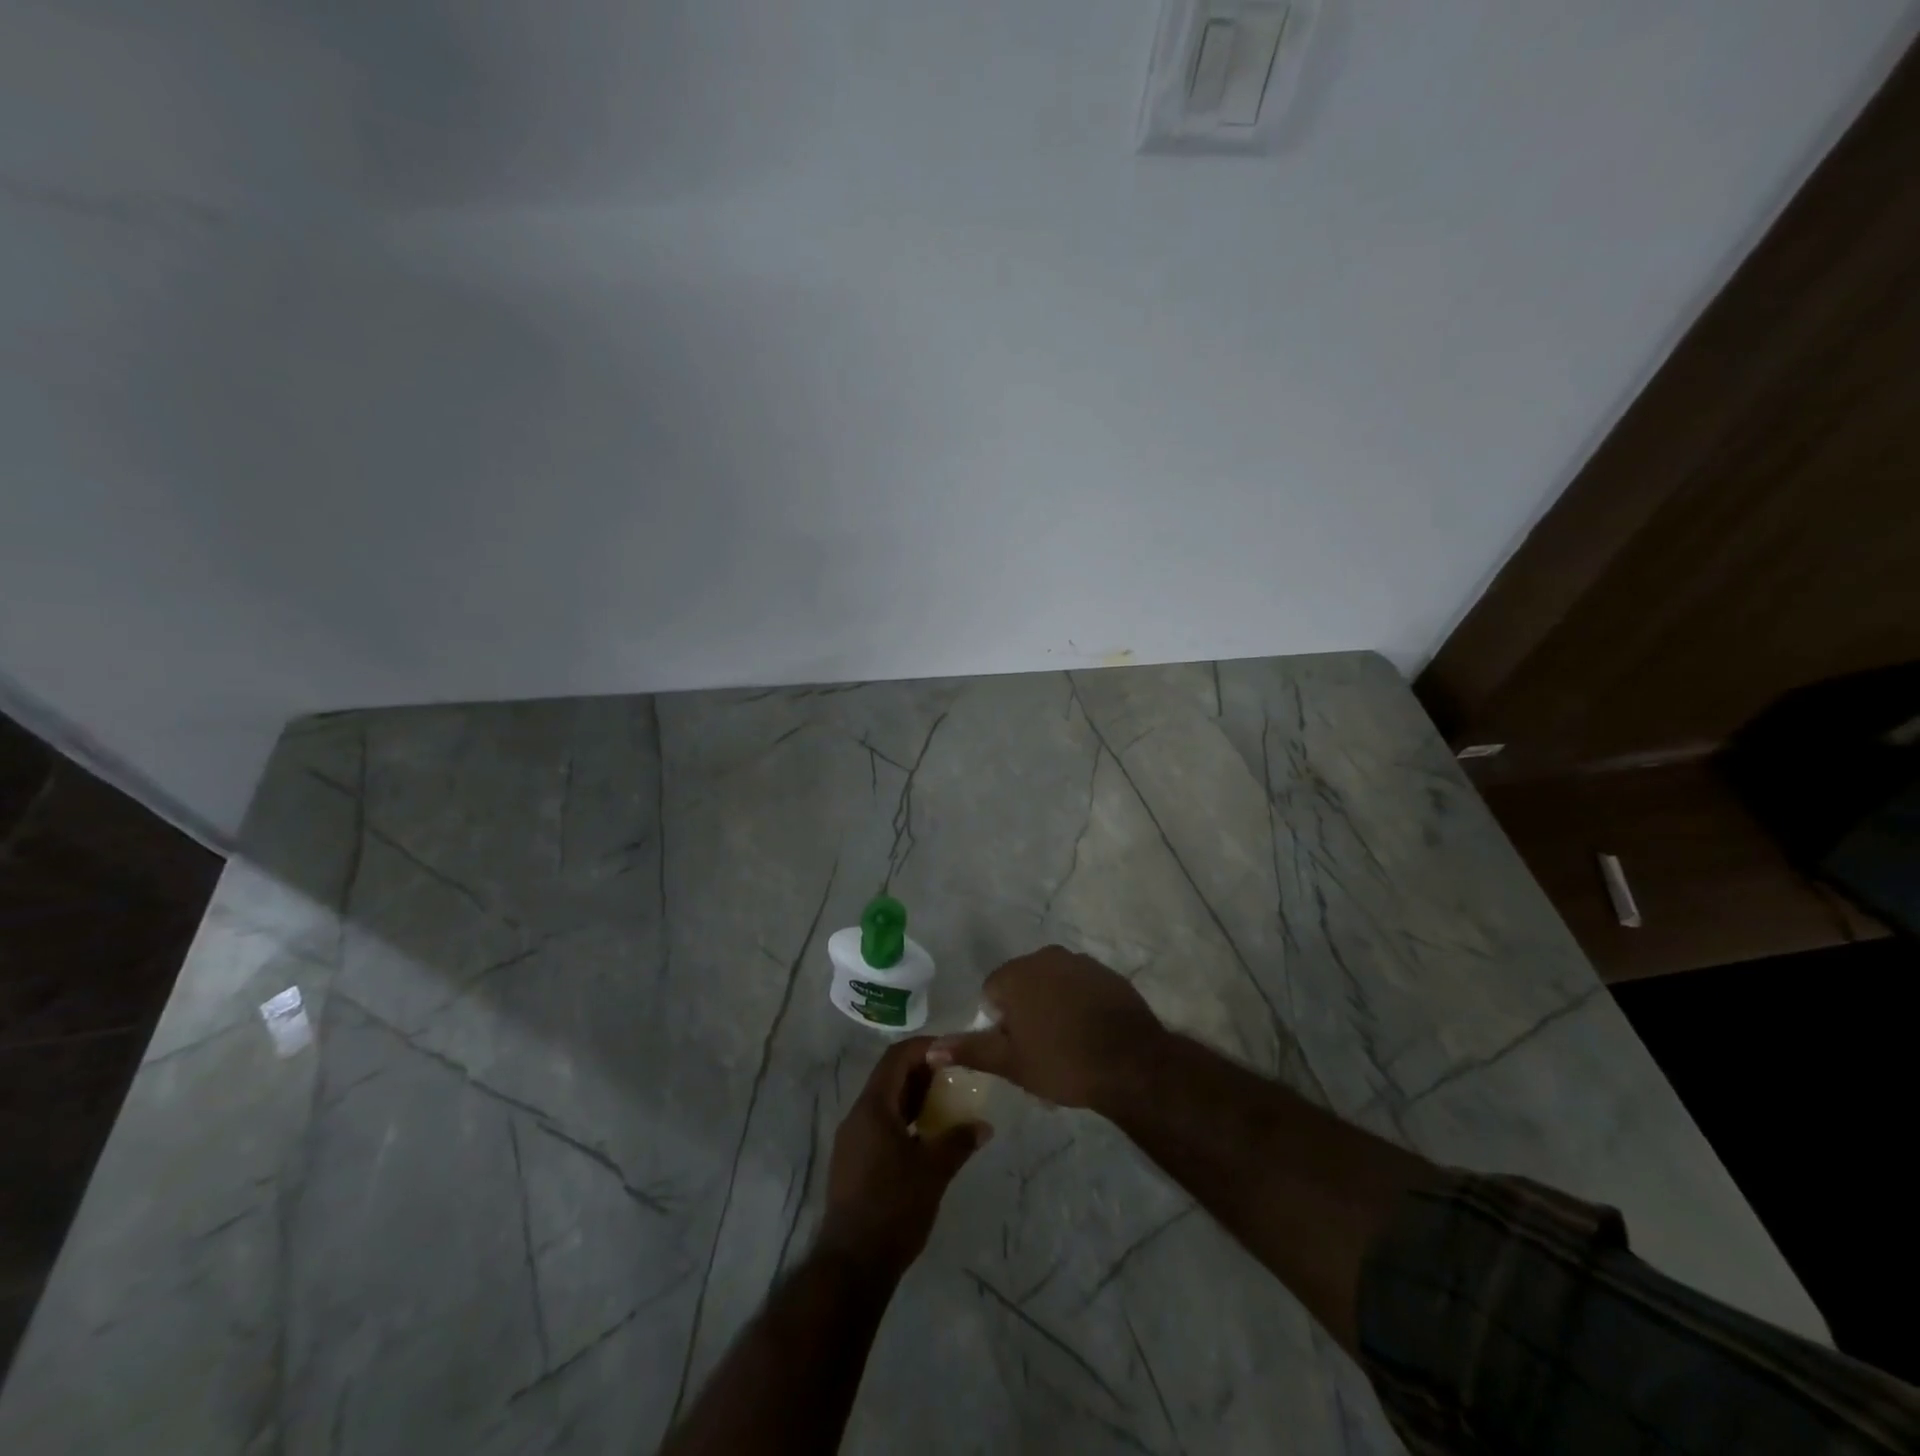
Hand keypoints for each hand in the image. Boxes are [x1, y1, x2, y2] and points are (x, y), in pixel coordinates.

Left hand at [818, 1036, 988, 1279]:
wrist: (852, 1264)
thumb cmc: (894, 1207)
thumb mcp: (934, 1171)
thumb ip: (959, 1141)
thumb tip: (984, 1125)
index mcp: (872, 1107)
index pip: (896, 1057)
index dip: (924, 1047)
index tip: (952, 1051)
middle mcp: (857, 1116)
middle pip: (889, 1077)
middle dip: (922, 1072)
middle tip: (955, 1076)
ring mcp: (852, 1140)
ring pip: (884, 1103)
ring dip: (913, 1097)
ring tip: (946, 1104)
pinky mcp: (852, 1162)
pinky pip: (880, 1125)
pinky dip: (904, 1120)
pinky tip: (926, 1137)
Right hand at [929, 946, 1166, 1111]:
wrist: (1132, 1063)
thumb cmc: (1062, 1062)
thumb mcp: (1011, 1063)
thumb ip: (970, 1050)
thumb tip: (931, 1048)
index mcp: (1017, 974)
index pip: (991, 992)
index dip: (999, 1023)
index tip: (1016, 1049)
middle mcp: (1046, 957)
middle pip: (1023, 984)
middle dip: (1025, 1012)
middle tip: (1039, 1050)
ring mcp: (1080, 962)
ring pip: (1053, 984)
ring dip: (1052, 1006)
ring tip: (1067, 1044)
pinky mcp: (1108, 973)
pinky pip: (1081, 986)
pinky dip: (1079, 1004)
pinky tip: (1090, 1033)